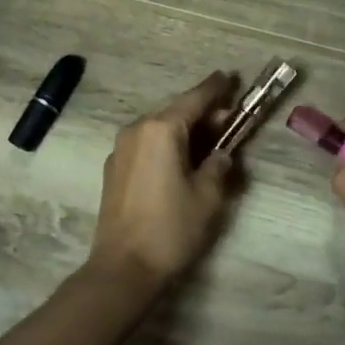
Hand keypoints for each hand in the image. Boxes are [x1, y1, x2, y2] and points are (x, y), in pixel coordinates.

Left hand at [86, 72, 238, 293]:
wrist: (123, 268)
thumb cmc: (170, 229)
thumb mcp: (207, 197)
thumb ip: (218, 166)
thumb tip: (220, 155)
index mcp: (161, 130)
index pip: (195, 99)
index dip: (216, 88)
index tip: (230, 76)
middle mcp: (137, 130)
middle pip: (176, 111)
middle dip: (203, 112)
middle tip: (230, 118)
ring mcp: (121, 149)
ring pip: (159, 128)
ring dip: (185, 130)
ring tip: (209, 140)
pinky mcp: (114, 169)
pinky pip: (146, 144)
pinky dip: (167, 144)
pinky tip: (182, 160)